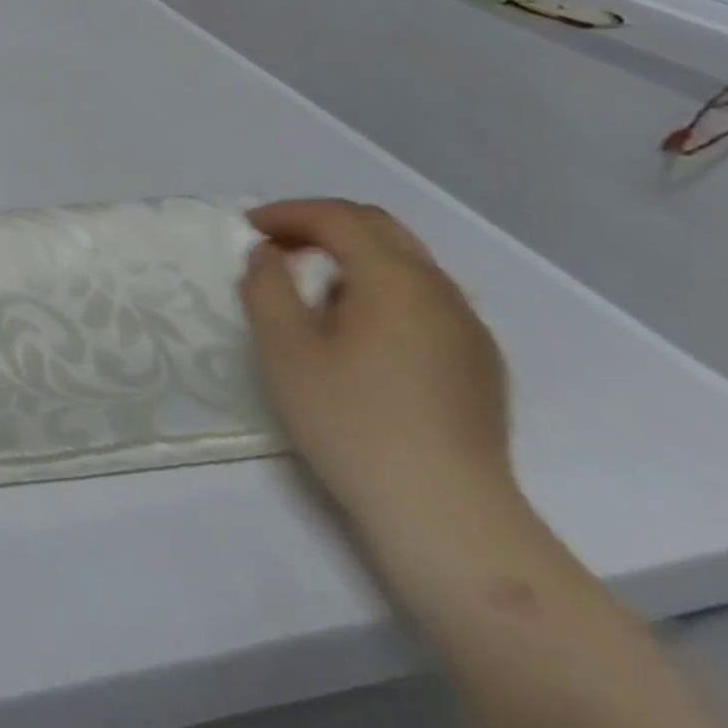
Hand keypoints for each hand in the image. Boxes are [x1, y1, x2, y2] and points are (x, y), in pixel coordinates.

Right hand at [239, 199, 512, 530]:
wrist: (444, 515)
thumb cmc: (351, 422)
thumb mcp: (284, 350)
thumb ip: (267, 287)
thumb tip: (268, 255)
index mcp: (395, 279)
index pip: (339, 217)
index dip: (289, 212)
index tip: (249, 227)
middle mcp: (440, 290)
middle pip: (379, 229)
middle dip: (322, 224)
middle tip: (277, 244)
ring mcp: (467, 328)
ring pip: (406, 263)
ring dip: (353, 257)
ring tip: (312, 288)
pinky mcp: (479, 363)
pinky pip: (424, 300)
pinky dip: (381, 289)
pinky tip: (359, 332)